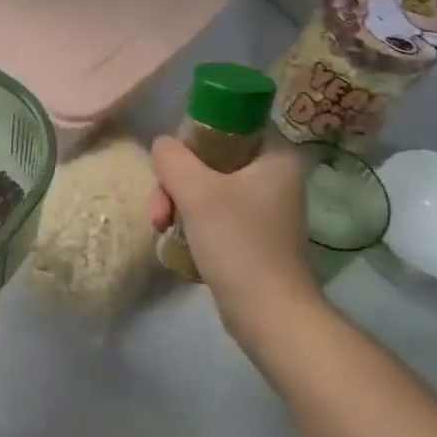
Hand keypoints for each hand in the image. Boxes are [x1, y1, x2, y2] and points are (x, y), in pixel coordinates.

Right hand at [148, 136, 319, 330]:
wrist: (268, 314)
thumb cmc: (237, 243)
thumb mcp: (197, 192)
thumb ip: (173, 158)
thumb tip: (162, 145)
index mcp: (276, 155)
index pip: (228, 123)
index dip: (193, 136)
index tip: (171, 165)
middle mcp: (276, 176)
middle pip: (212, 157)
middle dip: (177, 180)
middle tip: (160, 209)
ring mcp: (267, 207)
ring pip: (210, 187)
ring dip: (179, 202)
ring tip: (161, 227)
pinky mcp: (256, 235)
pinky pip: (217, 212)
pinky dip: (194, 221)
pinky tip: (177, 239)